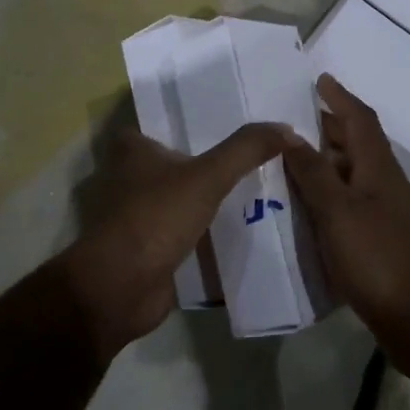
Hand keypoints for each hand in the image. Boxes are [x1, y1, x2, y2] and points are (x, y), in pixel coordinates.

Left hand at [61, 121, 295, 357]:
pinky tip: (237, 229)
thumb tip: (288, 129)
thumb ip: (246, 150)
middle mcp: (127, 179)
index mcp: (131, 151)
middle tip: (250, 155)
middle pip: (172, 162)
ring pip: (177, 199)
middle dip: (204, 162)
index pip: (160, 124)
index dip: (189, 122)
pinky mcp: (146, 248)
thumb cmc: (156, 217)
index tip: (226, 121)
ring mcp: (135, 216)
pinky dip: (202, 232)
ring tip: (253, 190)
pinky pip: (181, 232)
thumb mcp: (208, 176)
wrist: (121, 287)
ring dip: (204, 200)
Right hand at [284, 74, 409, 374]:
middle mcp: (385, 184)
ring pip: (352, 175)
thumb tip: (289, 133)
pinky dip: (328, 195)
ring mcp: (386, 214)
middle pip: (357, 144)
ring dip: (326, 162)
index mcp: (378, 169)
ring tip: (289, 160)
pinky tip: (306, 208)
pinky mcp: (380, 241)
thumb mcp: (338, 212)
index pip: (360, 120)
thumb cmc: (378, 259)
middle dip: (329, 127)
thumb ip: (313, 173)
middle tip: (291, 121)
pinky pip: (350, 204)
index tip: (319, 80)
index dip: (340, 98)